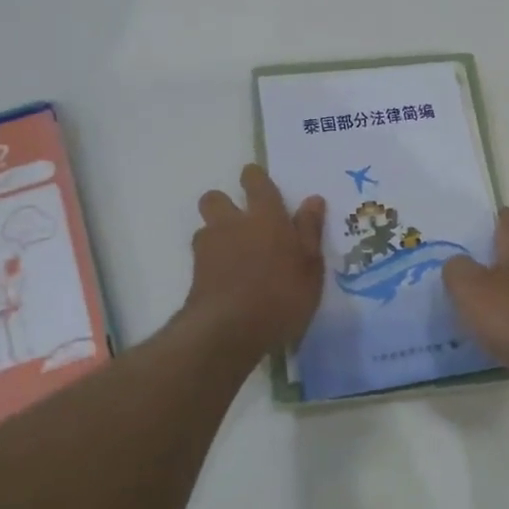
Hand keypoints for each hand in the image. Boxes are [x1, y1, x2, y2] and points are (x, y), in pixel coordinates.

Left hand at [182, 165, 325, 354]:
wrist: (230, 331)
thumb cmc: (282, 296)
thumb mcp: (310, 266)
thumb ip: (309, 231)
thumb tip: (313, 199)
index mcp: (266, 217)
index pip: (256, 182)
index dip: (254, 178)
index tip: (256, 180)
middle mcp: (233, 224)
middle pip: (215, 198)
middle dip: (224, 204)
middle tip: (242, 222)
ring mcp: (209, 248)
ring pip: (205, 228)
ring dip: (216, 235)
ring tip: (234, 256)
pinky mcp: (195, 274)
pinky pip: (202, 257)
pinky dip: (212, 263)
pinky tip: (226, 280)